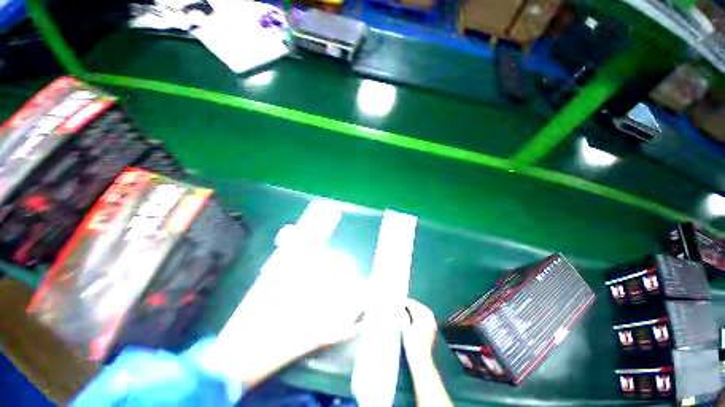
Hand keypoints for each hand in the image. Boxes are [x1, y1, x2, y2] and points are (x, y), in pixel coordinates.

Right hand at [400, 299, 452, 406]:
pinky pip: (428, 315)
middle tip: (405, 302)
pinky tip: (418, 313)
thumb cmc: (411, 344)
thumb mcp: (405, 329)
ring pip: (425, 310)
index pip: (414, 306)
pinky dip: (423, 312)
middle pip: (420, 306)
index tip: (401, 301)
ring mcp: (432, 323)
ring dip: (418, 307)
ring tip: (410, 306)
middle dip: (413, 304)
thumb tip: (402, 307)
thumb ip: (404, 316)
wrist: (421, 359)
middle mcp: (429, 319)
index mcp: (421, 318)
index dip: (407, 303)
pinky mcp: (433, 327)